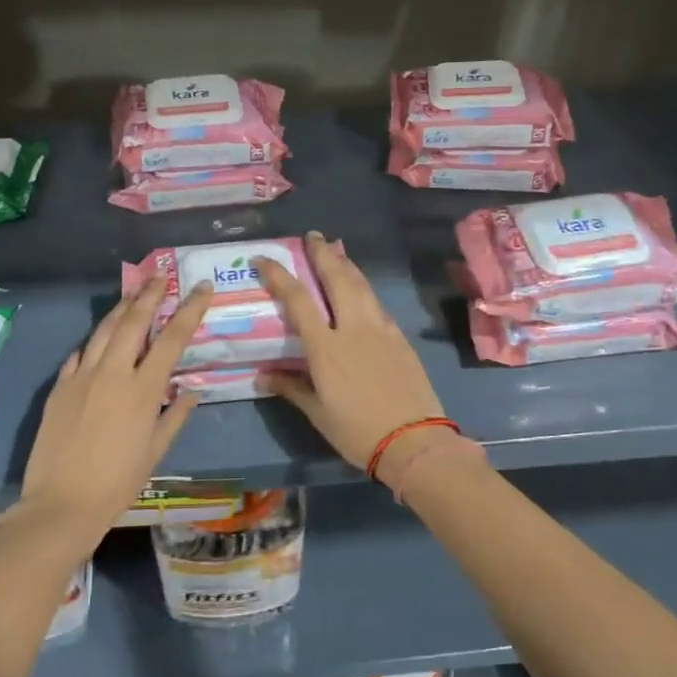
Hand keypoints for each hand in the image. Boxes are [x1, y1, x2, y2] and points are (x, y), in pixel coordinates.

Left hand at [18, 280, 214, 541]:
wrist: (61, 504)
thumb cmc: (117, 483)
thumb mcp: (155, 451)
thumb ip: (174, 416)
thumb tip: (191, 390)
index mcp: (142, 390)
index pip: (171, 339)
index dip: (189, 310)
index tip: (202, 288)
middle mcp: (112, 374)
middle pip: (133, 322)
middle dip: (149, 294)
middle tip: (160, 276)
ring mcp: (81, 377)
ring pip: (102, 330)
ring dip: (120, 308)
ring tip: (133, 293)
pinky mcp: (59, 387)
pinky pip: (79, 354)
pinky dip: (93, 342)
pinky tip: (98, 340)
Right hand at [255, 232, 447, 473]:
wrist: (414, 441)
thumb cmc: (358, 431)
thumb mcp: (318, 413)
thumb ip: (291, 388)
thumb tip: (262, 377)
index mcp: (326, 347)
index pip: (297, 300)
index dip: (279, 275)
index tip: (264, 258)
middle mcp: (353, 328)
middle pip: (336, 279)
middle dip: (322, 254)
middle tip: (313, 235)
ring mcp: (380, 329)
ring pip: (361, 286)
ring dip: (346, 264)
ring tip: (337, 250)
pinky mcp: (399, 337)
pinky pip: (377, 303)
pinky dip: (364, 287)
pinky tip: (361, 288)